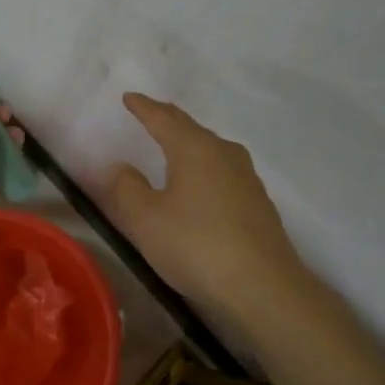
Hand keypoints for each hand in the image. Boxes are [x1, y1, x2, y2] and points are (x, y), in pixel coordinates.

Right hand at [108, 93, 305, 316]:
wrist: (263, 288)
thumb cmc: (196, 246)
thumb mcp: (146, 219)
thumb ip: (127, 188)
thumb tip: (121, 166)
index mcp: (194, 149)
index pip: (163, 119)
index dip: (144, 108)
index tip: (129, 97)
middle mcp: (224, 154)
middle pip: (191, 129)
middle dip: (168, 119)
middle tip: (150, 113)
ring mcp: (246, 178)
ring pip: (211, 149)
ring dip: (190, 142)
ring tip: (174, 143)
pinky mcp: (257, 203)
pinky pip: (222, 171)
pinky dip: (204, 166)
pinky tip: (201, 182)